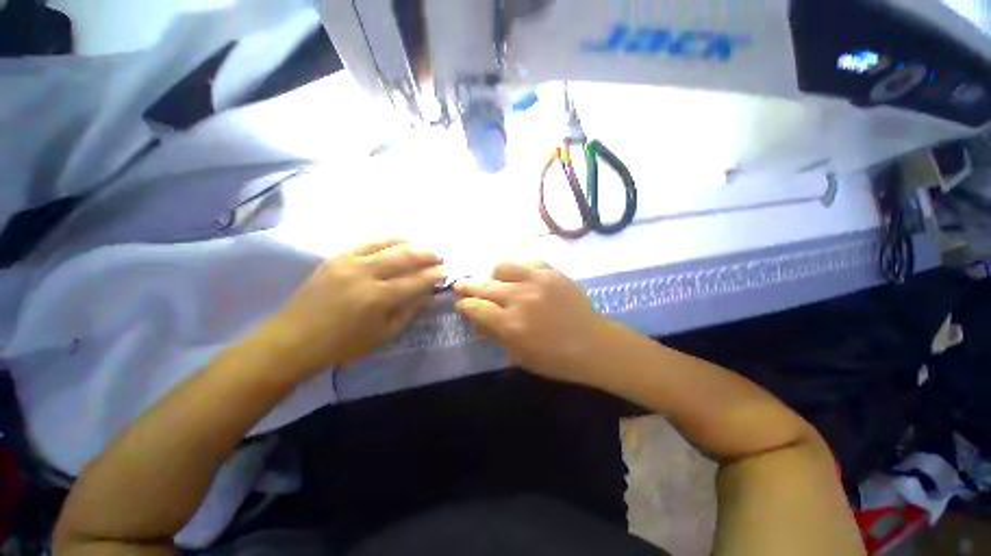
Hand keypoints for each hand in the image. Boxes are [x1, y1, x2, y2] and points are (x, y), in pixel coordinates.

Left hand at [271, 239, 444, 375]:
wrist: (294, 340)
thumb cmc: (343, 344)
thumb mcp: (383, 334)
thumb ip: (409, 311)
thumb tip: (430, 296)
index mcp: (378, 298)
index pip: (415, 281)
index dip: (433, 276)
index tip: (446, 273)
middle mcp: (365, 274)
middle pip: (404, 258)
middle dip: (427, 256)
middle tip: (439, 257)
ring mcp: (349, 262)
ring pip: (387, 246)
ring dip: (410, 245)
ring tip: (423, 247)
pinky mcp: (336, 258)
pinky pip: (366, 242)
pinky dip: (386, 240)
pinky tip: (398, 240)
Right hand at [454, 262, 610, 383]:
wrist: (593, 344)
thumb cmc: (554, 359)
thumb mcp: (518, 355)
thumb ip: (494, 335)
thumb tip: (476, 320)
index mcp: (511, 324)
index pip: (475, 307)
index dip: (463, 305)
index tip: (460, 304)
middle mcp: (520, 298)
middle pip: (484, 286)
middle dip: (467, 286)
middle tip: (461, 286)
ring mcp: (537, 281)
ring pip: (503, 267)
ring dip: (493, 275)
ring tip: (496, 282)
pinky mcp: (552, 272)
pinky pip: (527, 262)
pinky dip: (518, 269)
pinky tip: (520, 278)